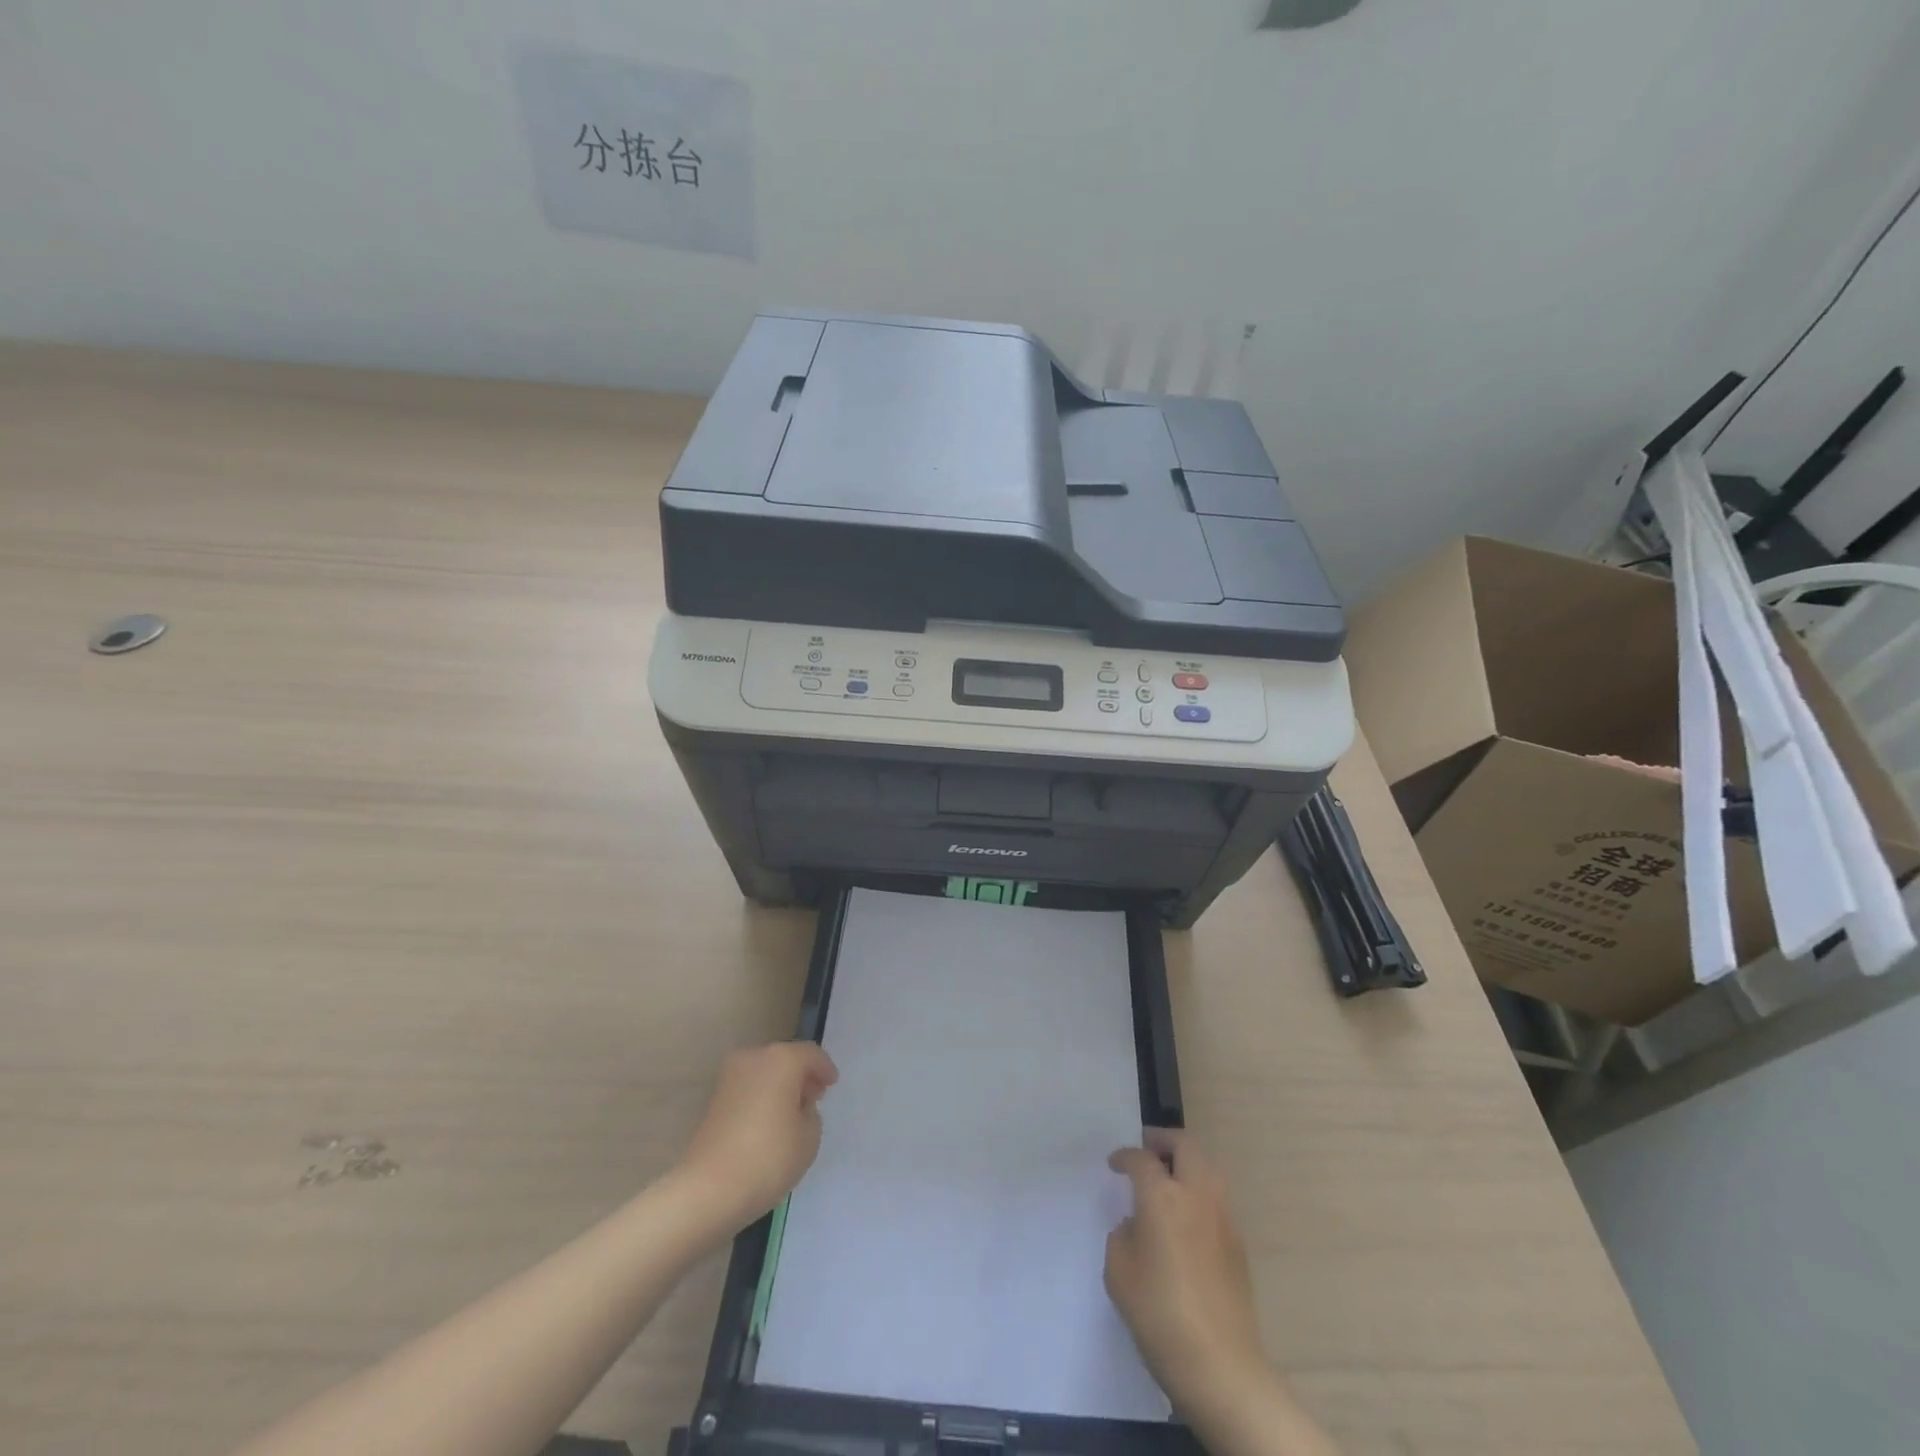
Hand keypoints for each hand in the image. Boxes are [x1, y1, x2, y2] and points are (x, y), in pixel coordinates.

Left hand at [676, 1041, 838, 1230]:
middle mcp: (753, 1058)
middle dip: (801, 1075)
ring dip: (780, 1086)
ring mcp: (729, 1077)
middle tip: (814, 1097)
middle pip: (785, 1058)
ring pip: (764, 1072)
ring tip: (792, 1113)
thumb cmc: (767, 1158)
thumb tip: (797, 1106)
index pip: (810, 1054)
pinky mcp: (714, 1100)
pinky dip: (762, 1097)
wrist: (707, 1190)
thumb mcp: (809, 1137)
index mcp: (781, 1059)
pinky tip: (769, 1122)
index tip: (832, 1085)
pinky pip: (748, 1088)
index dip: (825, 1068)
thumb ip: (810, 1113)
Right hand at [1106, 1130, 1266, 1415]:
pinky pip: (1217, 1198)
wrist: (1221, 1365)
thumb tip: (1136, 1226)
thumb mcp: (1119, 1272)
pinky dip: (1200, 1191)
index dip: (1125, 1157)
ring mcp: (1223, 1218)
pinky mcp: (1238, 1244)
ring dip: (1187, 1162)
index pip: (1142, 1159)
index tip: (1115, 1164)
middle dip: (1164, 1141)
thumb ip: (1123, 1236)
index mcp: (1162, 1196)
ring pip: (1208, 1167)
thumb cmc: (1159, 1314)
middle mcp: (1196, 1195)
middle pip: (1185, 1145)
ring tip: (1169, 1178)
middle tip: (1147, 1149)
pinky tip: (1187, 1217)